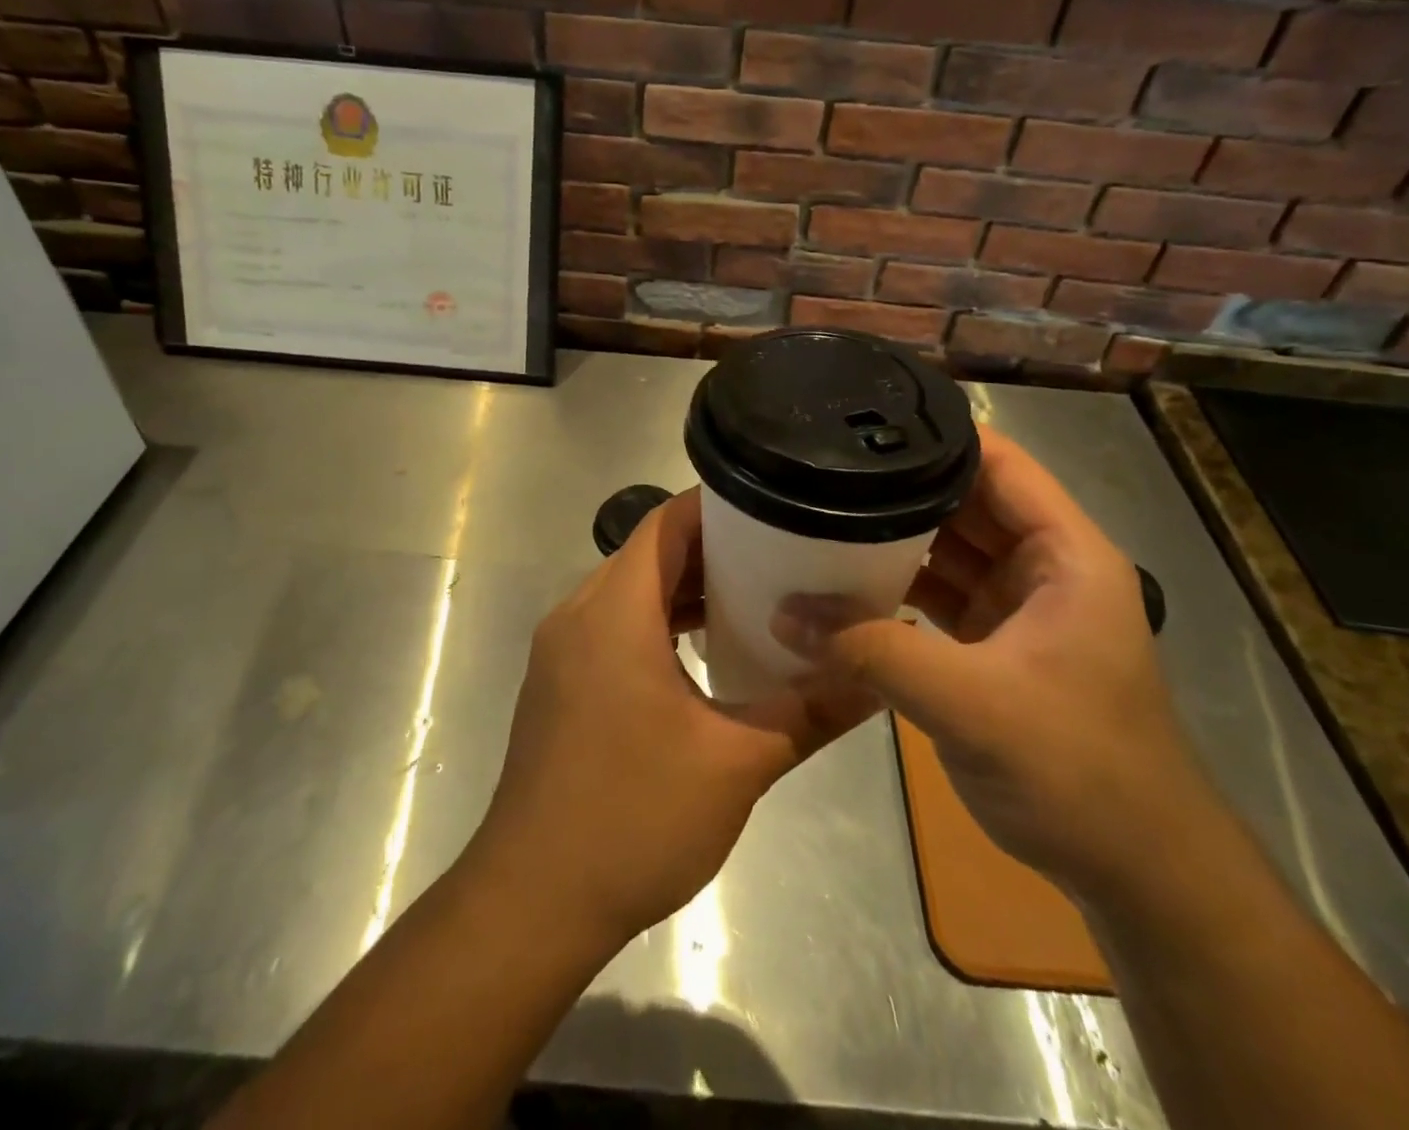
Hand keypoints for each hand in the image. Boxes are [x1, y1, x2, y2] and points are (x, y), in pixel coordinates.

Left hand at [469, 488, 876, 948]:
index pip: (665, 524)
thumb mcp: (736, 763)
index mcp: (613, 611)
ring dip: (684, 589)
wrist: (533, 900)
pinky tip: (702, 653)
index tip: (775, 510)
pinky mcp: (558, 683)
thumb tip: (875, 676)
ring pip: (629, 591)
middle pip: (648, 553)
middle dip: (711, 549)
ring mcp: (561, 650)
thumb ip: (810, 711)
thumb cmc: (633, 817)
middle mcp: (578, 614)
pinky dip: (657, 622)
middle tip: (780, 555)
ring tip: (753, 599)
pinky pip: (612, 625)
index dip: (718, 508)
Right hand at [778, 426, 1216, 900]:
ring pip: (946, 549)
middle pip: (965, 502)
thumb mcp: (971, 704)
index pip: (999, 463)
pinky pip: (936, 595)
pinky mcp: (993, 646)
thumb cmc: (1078, 770)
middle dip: (899, 486)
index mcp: (1065, 554)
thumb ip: (874, 652)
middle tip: (821, 468)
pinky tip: (842, 584)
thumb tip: (784, 614)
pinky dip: (895, 588)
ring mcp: (1017, 608)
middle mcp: (1043, 568)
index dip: (938, 435)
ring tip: (818, 514)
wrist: (1136, 872)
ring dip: (892, 539)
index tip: (863, 423)